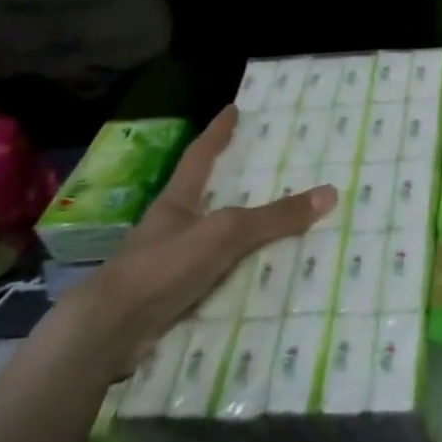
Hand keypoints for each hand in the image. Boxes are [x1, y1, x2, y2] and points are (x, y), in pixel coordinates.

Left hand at [54, 105, 335, 379]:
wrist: (110, 332)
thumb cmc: (162, 266)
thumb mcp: (225, 233)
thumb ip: (274, 217)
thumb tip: (330, 193)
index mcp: (178, 201)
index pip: (200, 156)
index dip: (218, 132)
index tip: (233, 109)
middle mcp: (175, 226)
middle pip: (211, 195)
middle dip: (239, 182)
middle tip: (275, 166)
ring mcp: (174, 263)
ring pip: (219, 238)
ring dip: (246, 233)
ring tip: (285, 223)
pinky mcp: (179, 296)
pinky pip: (223, 275)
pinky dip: (245, 272)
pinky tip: (269, 275)